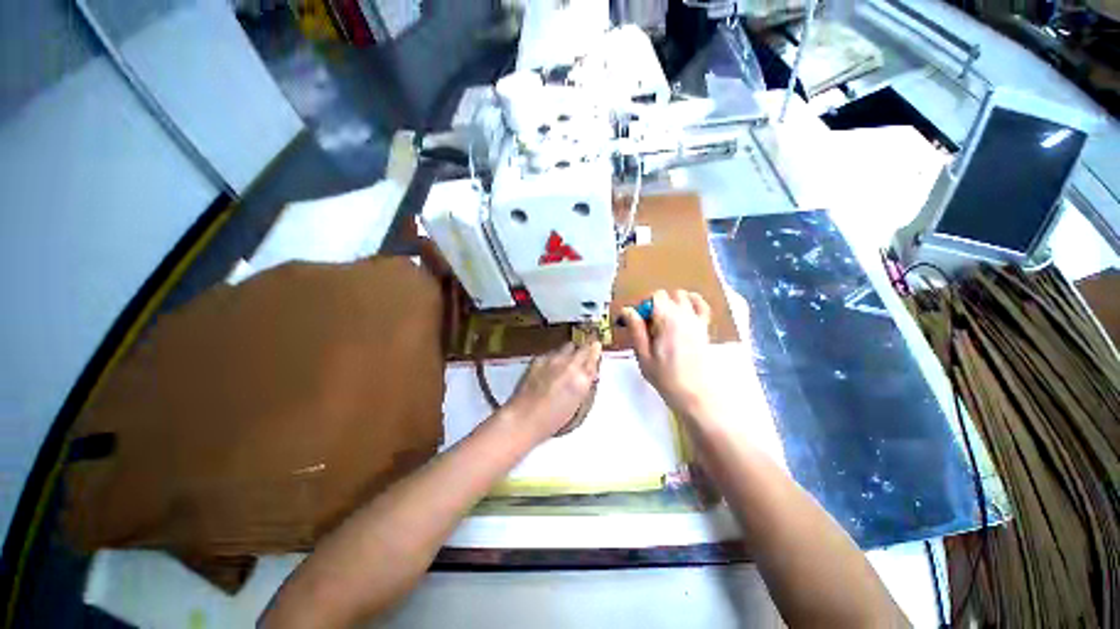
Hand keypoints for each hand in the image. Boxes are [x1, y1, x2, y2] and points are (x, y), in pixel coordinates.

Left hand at [504, 342, 601, 442]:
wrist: (524, 417)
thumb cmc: (553, 419)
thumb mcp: (577, 403)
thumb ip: (585, 383)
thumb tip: (589, 372)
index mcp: (583, 378)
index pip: (594, 357)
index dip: (595, 352)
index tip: (596, 347)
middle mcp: (570, 364)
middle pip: (583, 347)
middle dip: (585, 349)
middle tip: (584, 353)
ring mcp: (554, 359)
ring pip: (568, 346)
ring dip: (570, 352)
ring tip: (566, 361)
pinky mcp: (539, 358)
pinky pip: (553, 352)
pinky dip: (555, 356)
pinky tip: (550, 367)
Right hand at [621, 289, 712, 414]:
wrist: (694, 393)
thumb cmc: (665, 377)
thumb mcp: (643, 355)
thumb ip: (636, 329)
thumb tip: (627, 310)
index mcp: (667, 320)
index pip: (655, 296)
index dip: (644, 305)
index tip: (638, 321)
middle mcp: (684, 315)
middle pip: (668, 295)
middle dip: (655, 304)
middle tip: (649, 324)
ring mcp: (697, 320)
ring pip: (683, 296)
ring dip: (672, 302)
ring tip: (664, 320)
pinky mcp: (705, 327)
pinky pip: (702, 305)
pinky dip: (692, 302)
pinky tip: (684, 311)